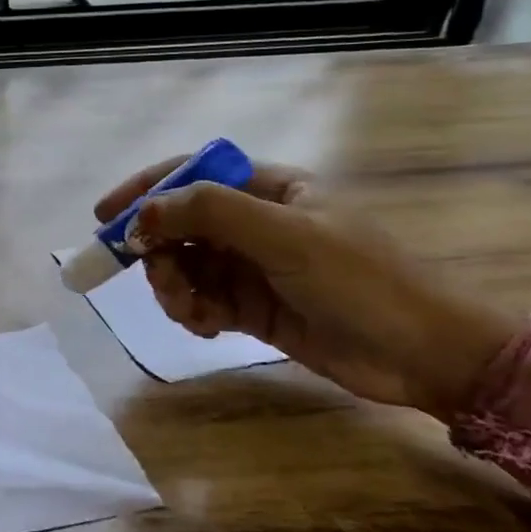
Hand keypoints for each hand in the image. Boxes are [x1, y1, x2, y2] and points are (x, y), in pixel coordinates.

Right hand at [98, 158, 519, 417]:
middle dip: (159, 252)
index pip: (192, 175)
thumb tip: (142, 214)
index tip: (104, 217)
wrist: (426, 356)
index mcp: (270, 190)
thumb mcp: (287, 236)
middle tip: (157, 278)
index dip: (145, 190)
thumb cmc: (362, 281)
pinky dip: (193, 313)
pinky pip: (202, 301)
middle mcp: (256, 224)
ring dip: (175, 288)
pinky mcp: (252, 308)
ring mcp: (253, 267)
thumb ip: (211, 213)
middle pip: (180, 226)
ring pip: (185, 267)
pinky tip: (208, 328)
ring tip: (191, 313)